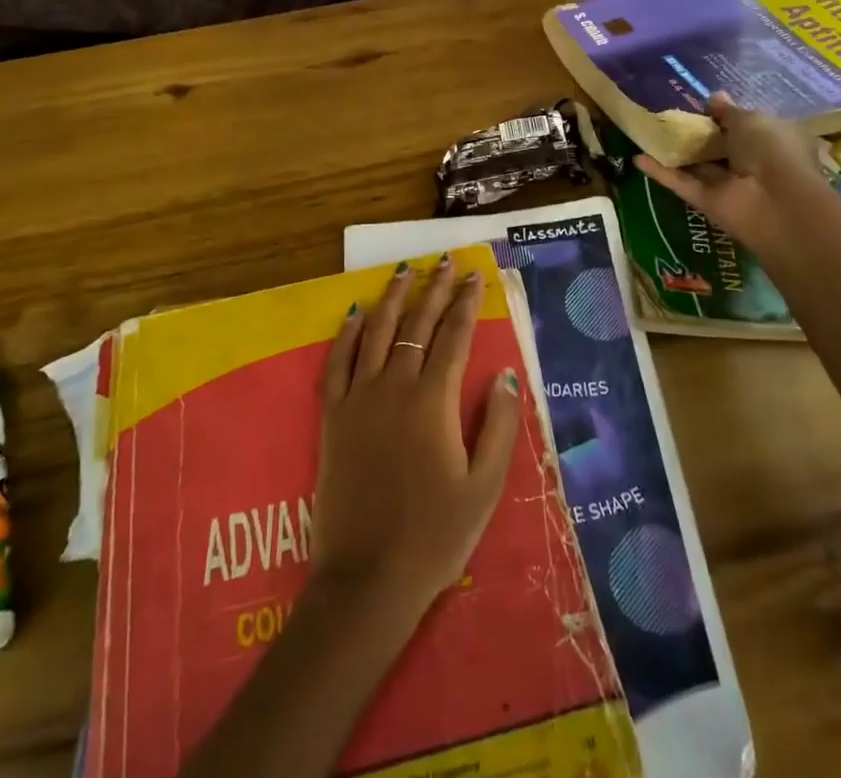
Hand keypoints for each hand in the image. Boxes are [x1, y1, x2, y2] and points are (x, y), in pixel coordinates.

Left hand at [312, 257, 520, 627]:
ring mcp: (359, 397)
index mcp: (433, 400)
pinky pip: (338, 361)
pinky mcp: (333, 415)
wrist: (367, 578)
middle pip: (416, 324)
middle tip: (446, 262)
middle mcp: (395, 386)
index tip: (475, 276)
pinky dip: (348, 332)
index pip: (454, 336)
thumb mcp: (484, 487)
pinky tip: (357, 312)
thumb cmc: (435, 536)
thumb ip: (497, 426)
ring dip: (393, 297)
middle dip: (434, 289)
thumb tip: (506, 374)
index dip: (466, 303)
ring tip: (405, 270)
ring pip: (377, 331)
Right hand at [638, 93, 826, 258]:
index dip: (726, 116)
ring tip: (647, 132)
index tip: (701, 105)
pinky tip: (637, 157)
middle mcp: (751, 163)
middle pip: (719, 147)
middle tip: (668, 115)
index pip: (747, 126)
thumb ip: (728, 111)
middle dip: (698, 133)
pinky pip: (681, 183)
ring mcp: (728, 185)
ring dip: (676, 152)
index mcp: (772, 140)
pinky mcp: (706, 201)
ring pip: (698, 165)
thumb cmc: (771, 150)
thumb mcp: (751, 119)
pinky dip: (660, 171)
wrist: (774, 201)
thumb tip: (714, 98)